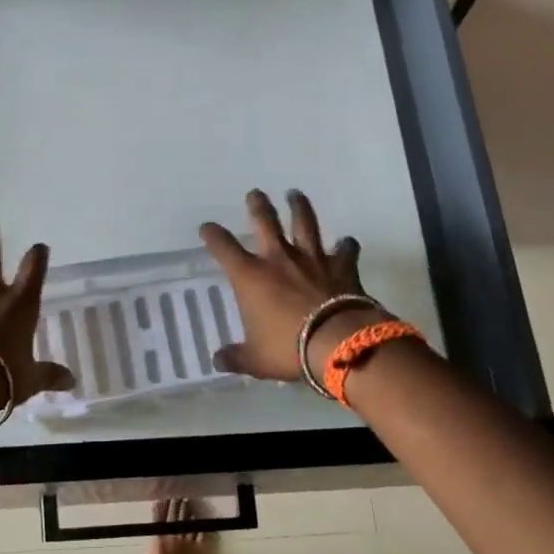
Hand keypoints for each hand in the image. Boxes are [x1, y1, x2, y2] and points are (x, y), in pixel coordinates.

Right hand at [199, 189, 379, 381]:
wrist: (338, 342)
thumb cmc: (288, 349)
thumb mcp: (256, 360)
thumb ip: (236, 357)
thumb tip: (218, 360)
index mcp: (250, 277)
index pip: (223, 247)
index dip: (213, 235)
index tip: (207, 228)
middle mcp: (278, 259)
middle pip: (265, 221)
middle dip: (258, 205)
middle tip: (255, 193)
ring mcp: (312, 259)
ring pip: (305, 223)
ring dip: (299, 207)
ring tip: (296, 194)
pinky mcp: (341, 266)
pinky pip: (345, 250)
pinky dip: (346, 245)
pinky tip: (347, 241)